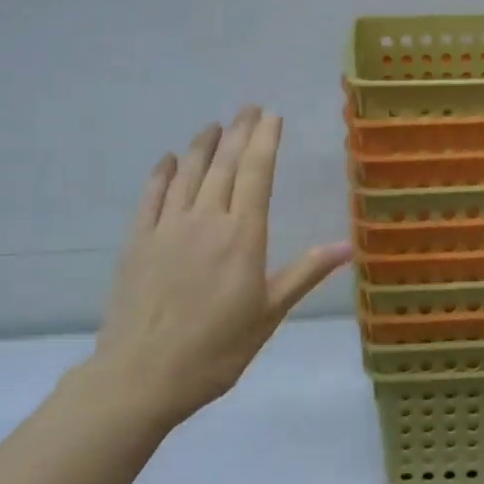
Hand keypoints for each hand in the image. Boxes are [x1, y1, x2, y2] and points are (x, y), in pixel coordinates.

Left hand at [90, 107, 351, 425]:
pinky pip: (151, 196)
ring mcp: (167, 227)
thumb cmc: (216, 349)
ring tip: (213, 125)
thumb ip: (304, 273)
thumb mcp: (268, 314)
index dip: (265, 140)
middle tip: (248, 108)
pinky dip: (162, 173)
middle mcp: (205, 219)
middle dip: (239, 132)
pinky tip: (169, 160)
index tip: (271, 115)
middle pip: (225, 164)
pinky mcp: (137, 241)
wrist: (143, 375)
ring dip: (202, 145)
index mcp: (242, 235)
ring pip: (188, 173)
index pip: (257, 173)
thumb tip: (346, 245)